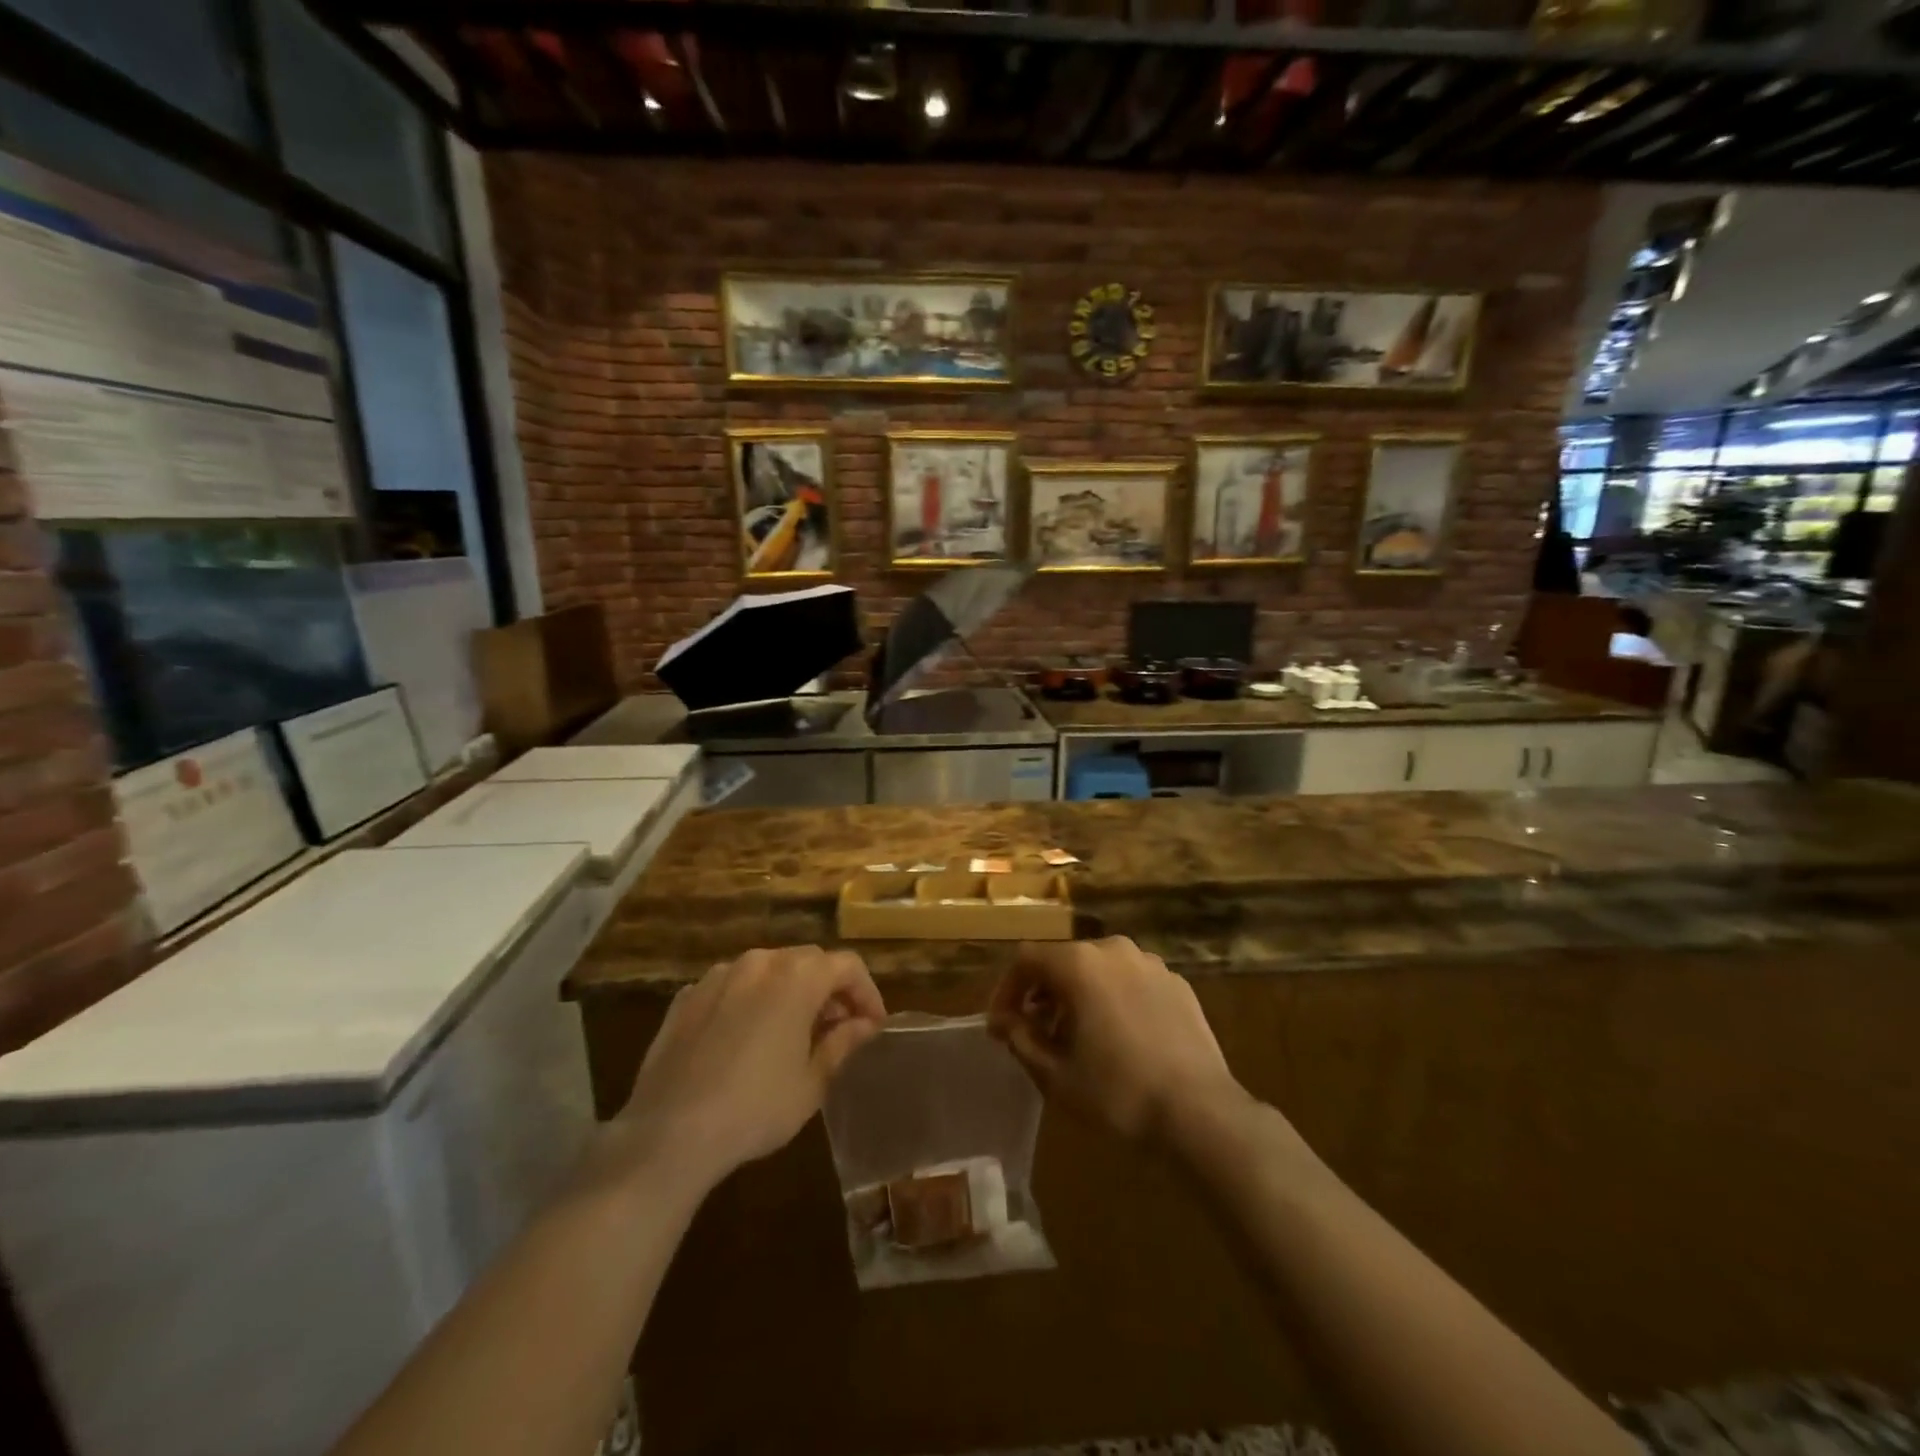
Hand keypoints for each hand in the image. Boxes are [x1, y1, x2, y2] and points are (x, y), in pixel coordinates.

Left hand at [614, 946, 885, 1186]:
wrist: (669, 1133)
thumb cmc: (755, 1108)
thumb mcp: (811, 1082)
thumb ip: (842, 1043)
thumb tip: (864, 1024)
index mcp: (797, 977)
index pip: (847, 966)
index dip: (866, 992)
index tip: (873, 1025)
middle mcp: (759, 962)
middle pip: (808, 961)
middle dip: (830, 989)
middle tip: (838, 1027)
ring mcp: (717, 976)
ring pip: (767, 969)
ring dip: (789, 990)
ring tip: (793, 1031)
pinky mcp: (685, 997)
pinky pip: (731, 987)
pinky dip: (750, 1001)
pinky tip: (747, 1038)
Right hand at [987, 936, 1243, 1144]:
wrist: (1201, 1114)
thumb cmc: (1118, 1093)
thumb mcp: (1055, 1075)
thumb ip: (1021, 1039)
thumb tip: (1006, 1021)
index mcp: (1079, 963)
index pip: (1026, 960)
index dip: (1006, 990)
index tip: (1000, 1026)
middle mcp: (1113, 950)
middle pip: (1063, 960)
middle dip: (1042, 993)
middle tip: (1034, 1033)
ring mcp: (1150, 963)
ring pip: (1099, 969)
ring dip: (1078, 995)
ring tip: (1077, 1037)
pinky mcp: (1177, 983)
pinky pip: (1130, 982)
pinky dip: (1113, 999)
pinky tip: (1119, 1038)